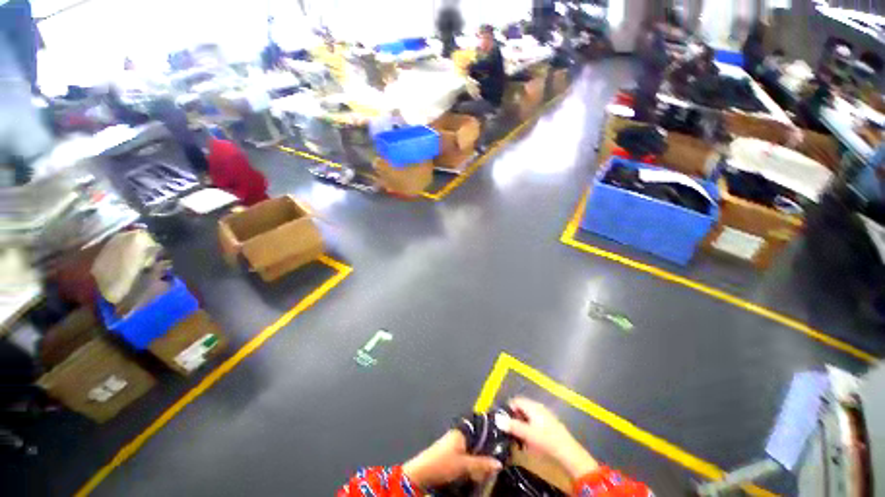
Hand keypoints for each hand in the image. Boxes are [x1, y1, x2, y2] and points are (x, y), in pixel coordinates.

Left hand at [402, 430, 501, 488]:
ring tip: (494, 461)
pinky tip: (480, 467)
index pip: (479, 426)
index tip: (504, 435)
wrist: (422, 473)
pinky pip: (468, 453)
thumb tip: (499, 463)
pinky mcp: (452, 453)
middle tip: (501, 452)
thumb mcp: (463, 465)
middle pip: (477, 437)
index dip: (491, 430)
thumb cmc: (442, 464)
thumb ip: (481, 463)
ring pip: (473, 446)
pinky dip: (474, 459)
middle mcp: (459, 434)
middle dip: (488, 445)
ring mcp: (455, 443)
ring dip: (481, 454)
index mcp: (462, 431)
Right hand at [499, 397, 598, 479]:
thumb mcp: (526, 434)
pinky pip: (534, 420)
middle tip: (510, 430)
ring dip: (522, 423)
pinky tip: (530, 438)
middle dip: (514, 417)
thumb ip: (511, 425)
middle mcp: (537, 406)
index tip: (503, 421)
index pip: (515, 401)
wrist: (567, 452)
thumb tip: (497, 418)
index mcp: (531, 405)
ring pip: (528, 415)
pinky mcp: (549, 423)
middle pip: (521, 407)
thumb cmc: (545, 440)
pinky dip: (529, 427)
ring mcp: (545, 414)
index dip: (508, 409)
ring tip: (519, 436)